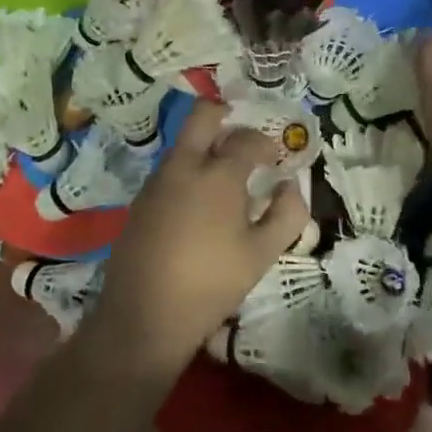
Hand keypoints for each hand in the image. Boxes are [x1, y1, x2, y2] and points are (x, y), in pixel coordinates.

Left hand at [88, 102, 307, 374]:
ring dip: (205, 147)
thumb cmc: (211, 283)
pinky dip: (188, 172)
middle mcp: (184, 166)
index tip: (274, 160)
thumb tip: (291, 186)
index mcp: (218, 174)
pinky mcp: (140, 200)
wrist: (144, 315)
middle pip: (202, 116)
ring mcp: (157, 181)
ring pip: (184, 144)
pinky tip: (197, 206)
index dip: (265, 144)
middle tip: (243, 138)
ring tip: (224, 180)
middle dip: (225, 116)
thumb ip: (287, 214)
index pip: (247, 139)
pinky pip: (169, 170)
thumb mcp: (262, 254)